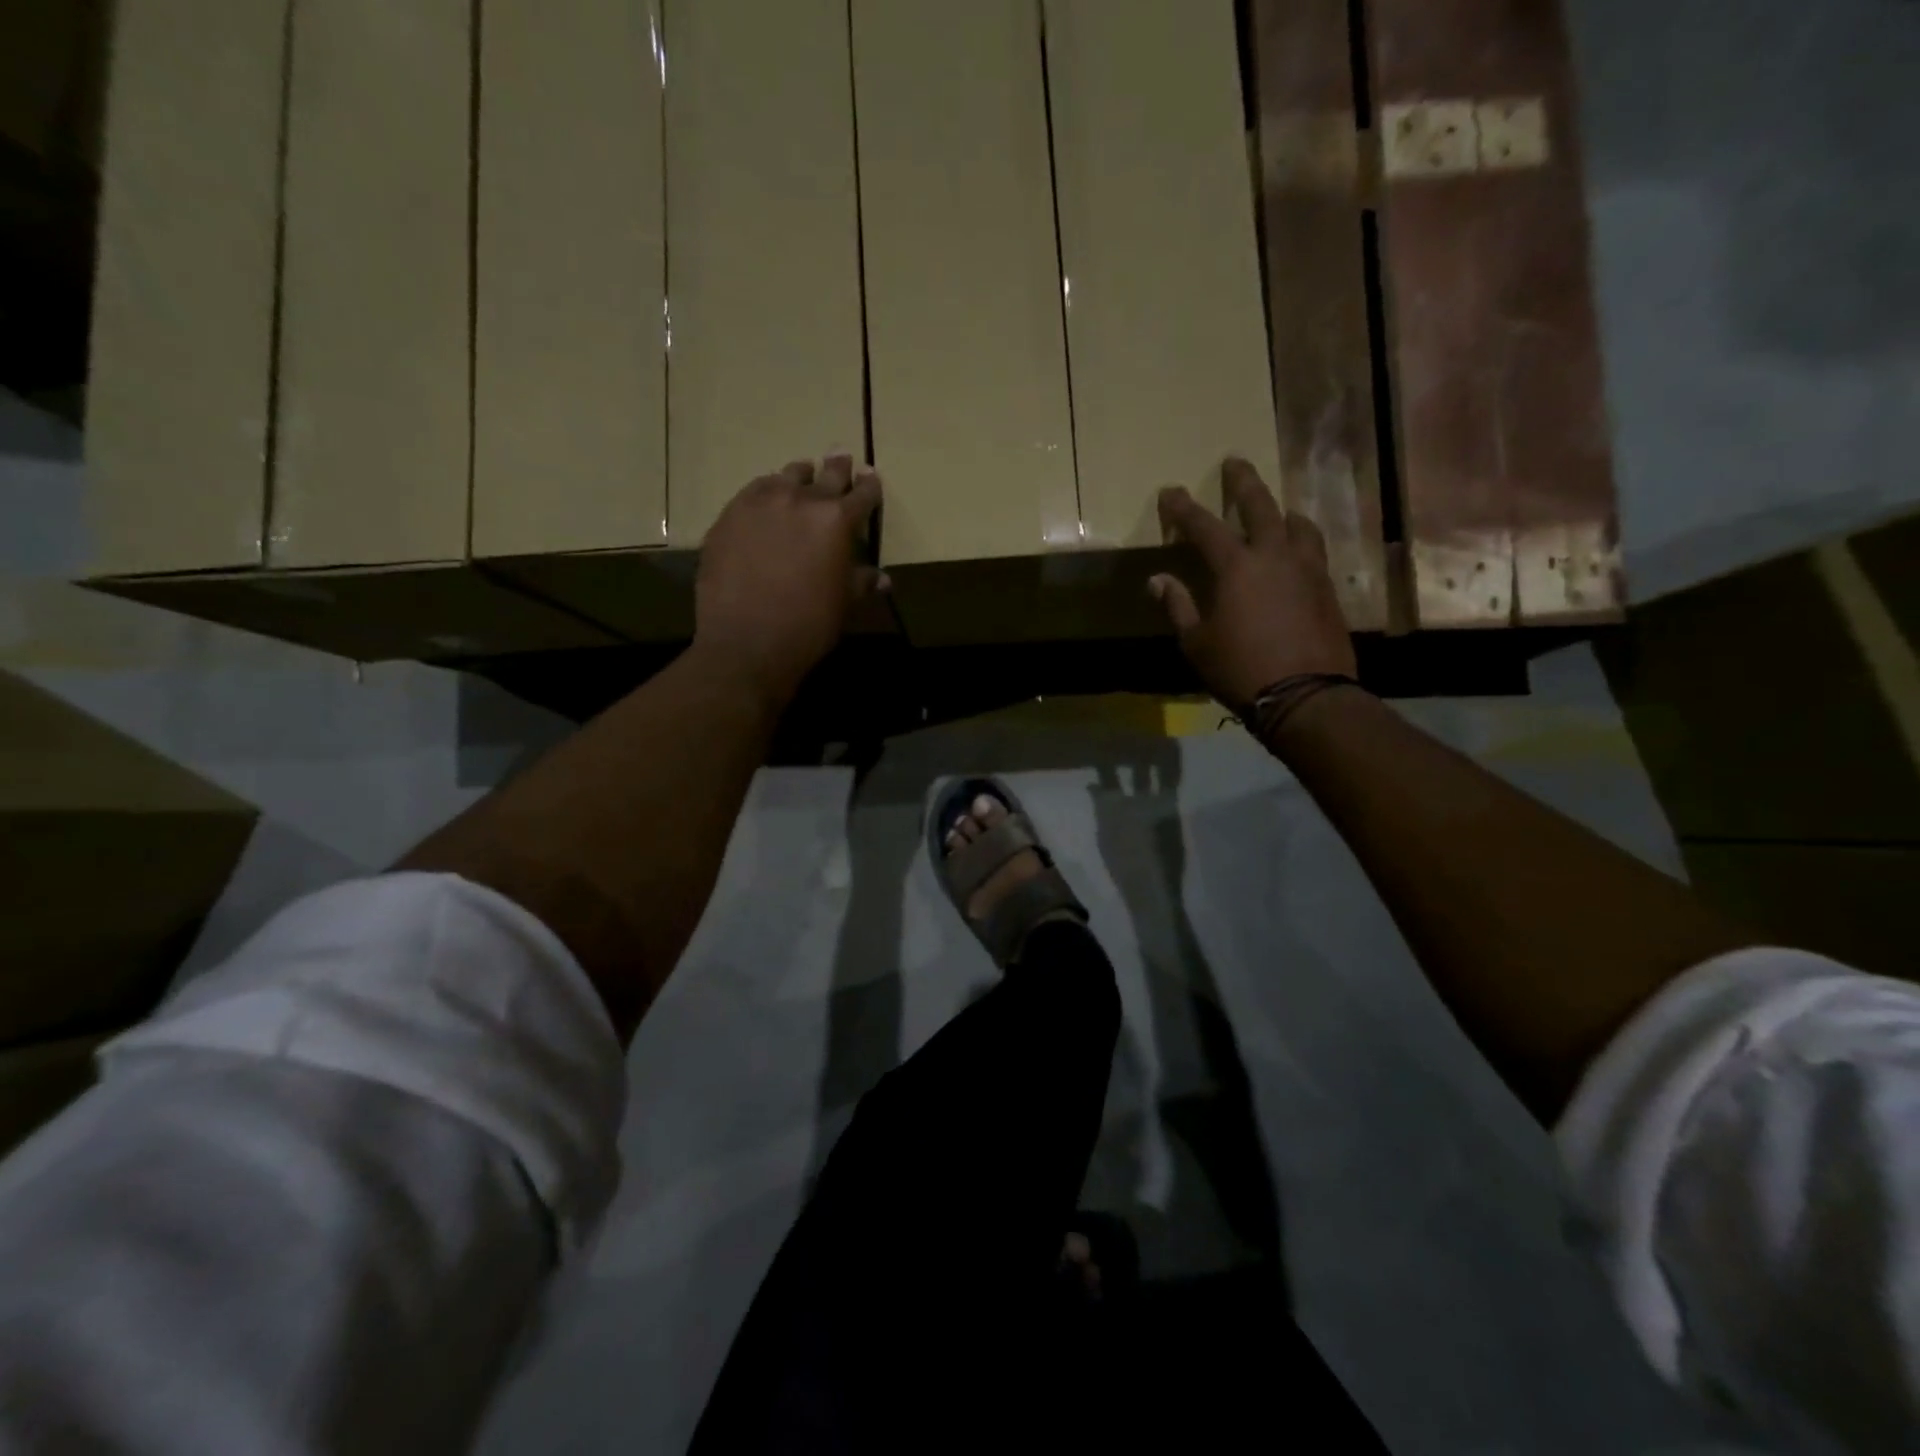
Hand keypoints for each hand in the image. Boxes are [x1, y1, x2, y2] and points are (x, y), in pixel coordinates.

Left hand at [696, 455, 885, 705]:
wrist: (747, 642)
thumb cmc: (808, 626)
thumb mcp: (843, 604)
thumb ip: (861, 582)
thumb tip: (882, 579)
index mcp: (837, 520)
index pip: (862, 494)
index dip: (869, 486)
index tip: (871, 478)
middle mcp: (800, 500)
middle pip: (825, 473)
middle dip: (838, 467)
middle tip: (841, 457)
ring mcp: (760, 503)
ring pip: (786, 476)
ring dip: (799, 477)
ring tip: (802, 478)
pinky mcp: (729, 515)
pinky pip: (753, 492)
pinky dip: (766, 494)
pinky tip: (766, 503)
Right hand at [1149, 458, 1356, 710]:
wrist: (1306, 694)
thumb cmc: (1239, 669)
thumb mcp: (1196, 642)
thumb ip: (1178, 606)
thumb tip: (1157, 580)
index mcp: (1237, 567)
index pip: (1204, 526)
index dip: (1184, 508)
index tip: (1171, 492)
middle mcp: (1275, 556)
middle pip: (1261, 507)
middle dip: (1244, 483)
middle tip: (1236, 462)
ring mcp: (1308, 570)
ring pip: (1298, 525)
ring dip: (1283, 512)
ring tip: (1278, 511)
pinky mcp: (1328, 589)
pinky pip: (1314, 552)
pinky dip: (1301, 542)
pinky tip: (1297, 553)